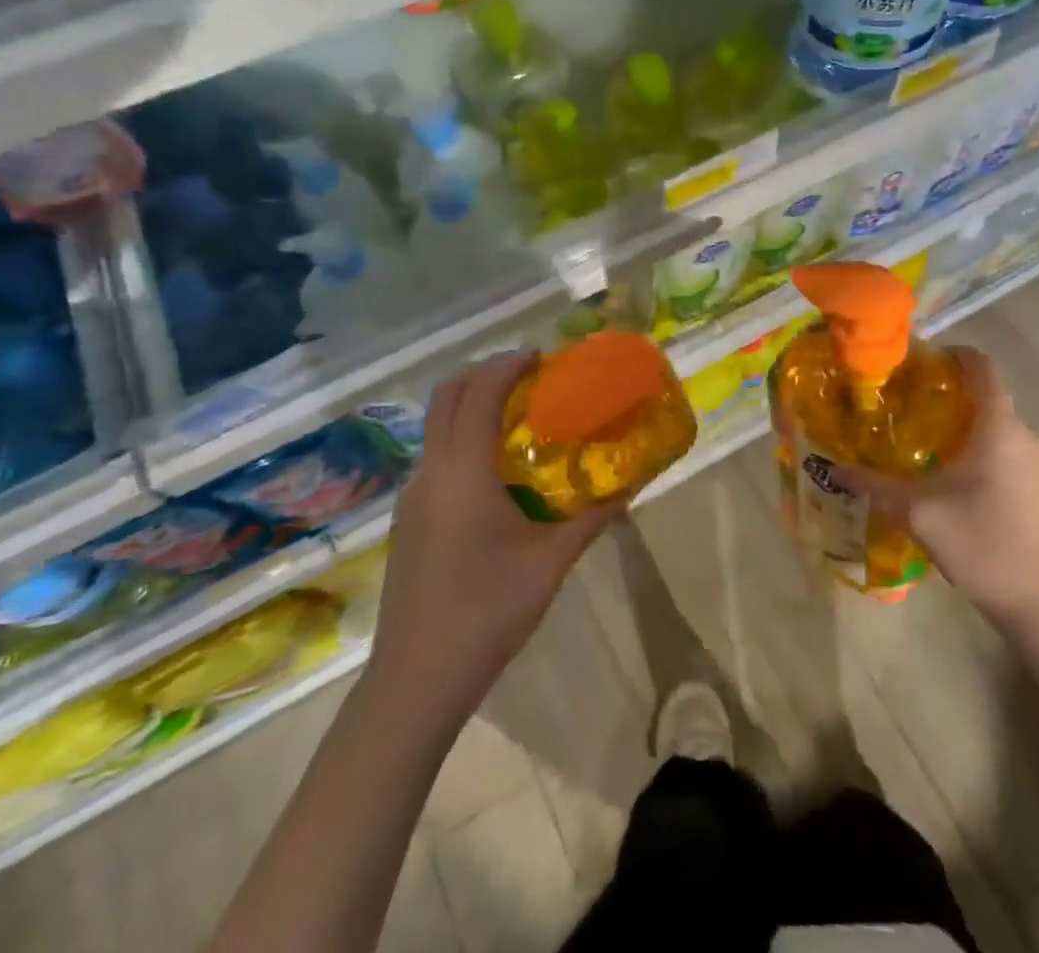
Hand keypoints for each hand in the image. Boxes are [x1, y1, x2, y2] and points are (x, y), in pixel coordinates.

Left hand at [370, 352, 623, 718]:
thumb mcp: (549, 563)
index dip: (507, 366)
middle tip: (528, 378)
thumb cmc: (487, 612)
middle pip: (446, 396)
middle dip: (484, 374)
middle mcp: (430, 472)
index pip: (478, 393)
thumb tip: (630, 487)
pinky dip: (463, 438)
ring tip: (519, 418)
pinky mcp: (408, 519)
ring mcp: (412, 496)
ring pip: (437, 427)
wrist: (416, 680)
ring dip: (472, 406)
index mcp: (462, 472)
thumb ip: (591, 518)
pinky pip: (436, 456)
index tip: (541, 358)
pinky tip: (496, 471)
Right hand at [833, 348, 1038, 643]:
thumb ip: (875, 485)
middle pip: (989, 400)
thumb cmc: (983, 545)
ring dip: (970, 433)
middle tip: (911, 413)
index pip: (982, 367)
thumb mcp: (918, 513)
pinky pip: (1015, 457)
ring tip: (931, 453)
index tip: (921, 362)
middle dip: (952, 400)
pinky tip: (964, 488)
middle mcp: (1030, 435)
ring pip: (1001, 432)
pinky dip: (988, 457)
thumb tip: (834, 468)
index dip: (953, 355)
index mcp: (1000, 427)